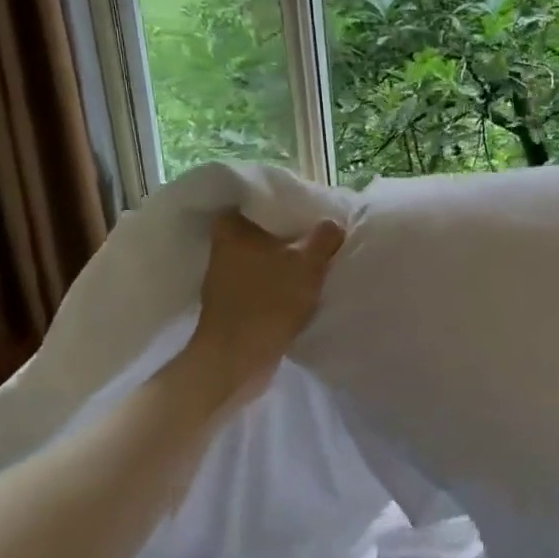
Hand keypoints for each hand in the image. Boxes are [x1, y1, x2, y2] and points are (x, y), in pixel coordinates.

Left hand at [186, 209, 346, 403]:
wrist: (238, 359)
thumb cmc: (268, 302)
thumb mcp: (307, 263)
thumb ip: (325, 236)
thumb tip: (334, 224)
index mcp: (232, 226)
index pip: (264, 198)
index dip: (293, 201)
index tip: (318, 209)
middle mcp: (224, 245)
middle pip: (269, 228)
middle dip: (296, 232)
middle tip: (326, 234)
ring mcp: (228, 274)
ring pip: (270, 255)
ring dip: (292, 259)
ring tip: (322, 260)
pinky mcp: (235, 300)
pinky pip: (267, 279)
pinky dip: (284, 281)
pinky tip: (306, 286)